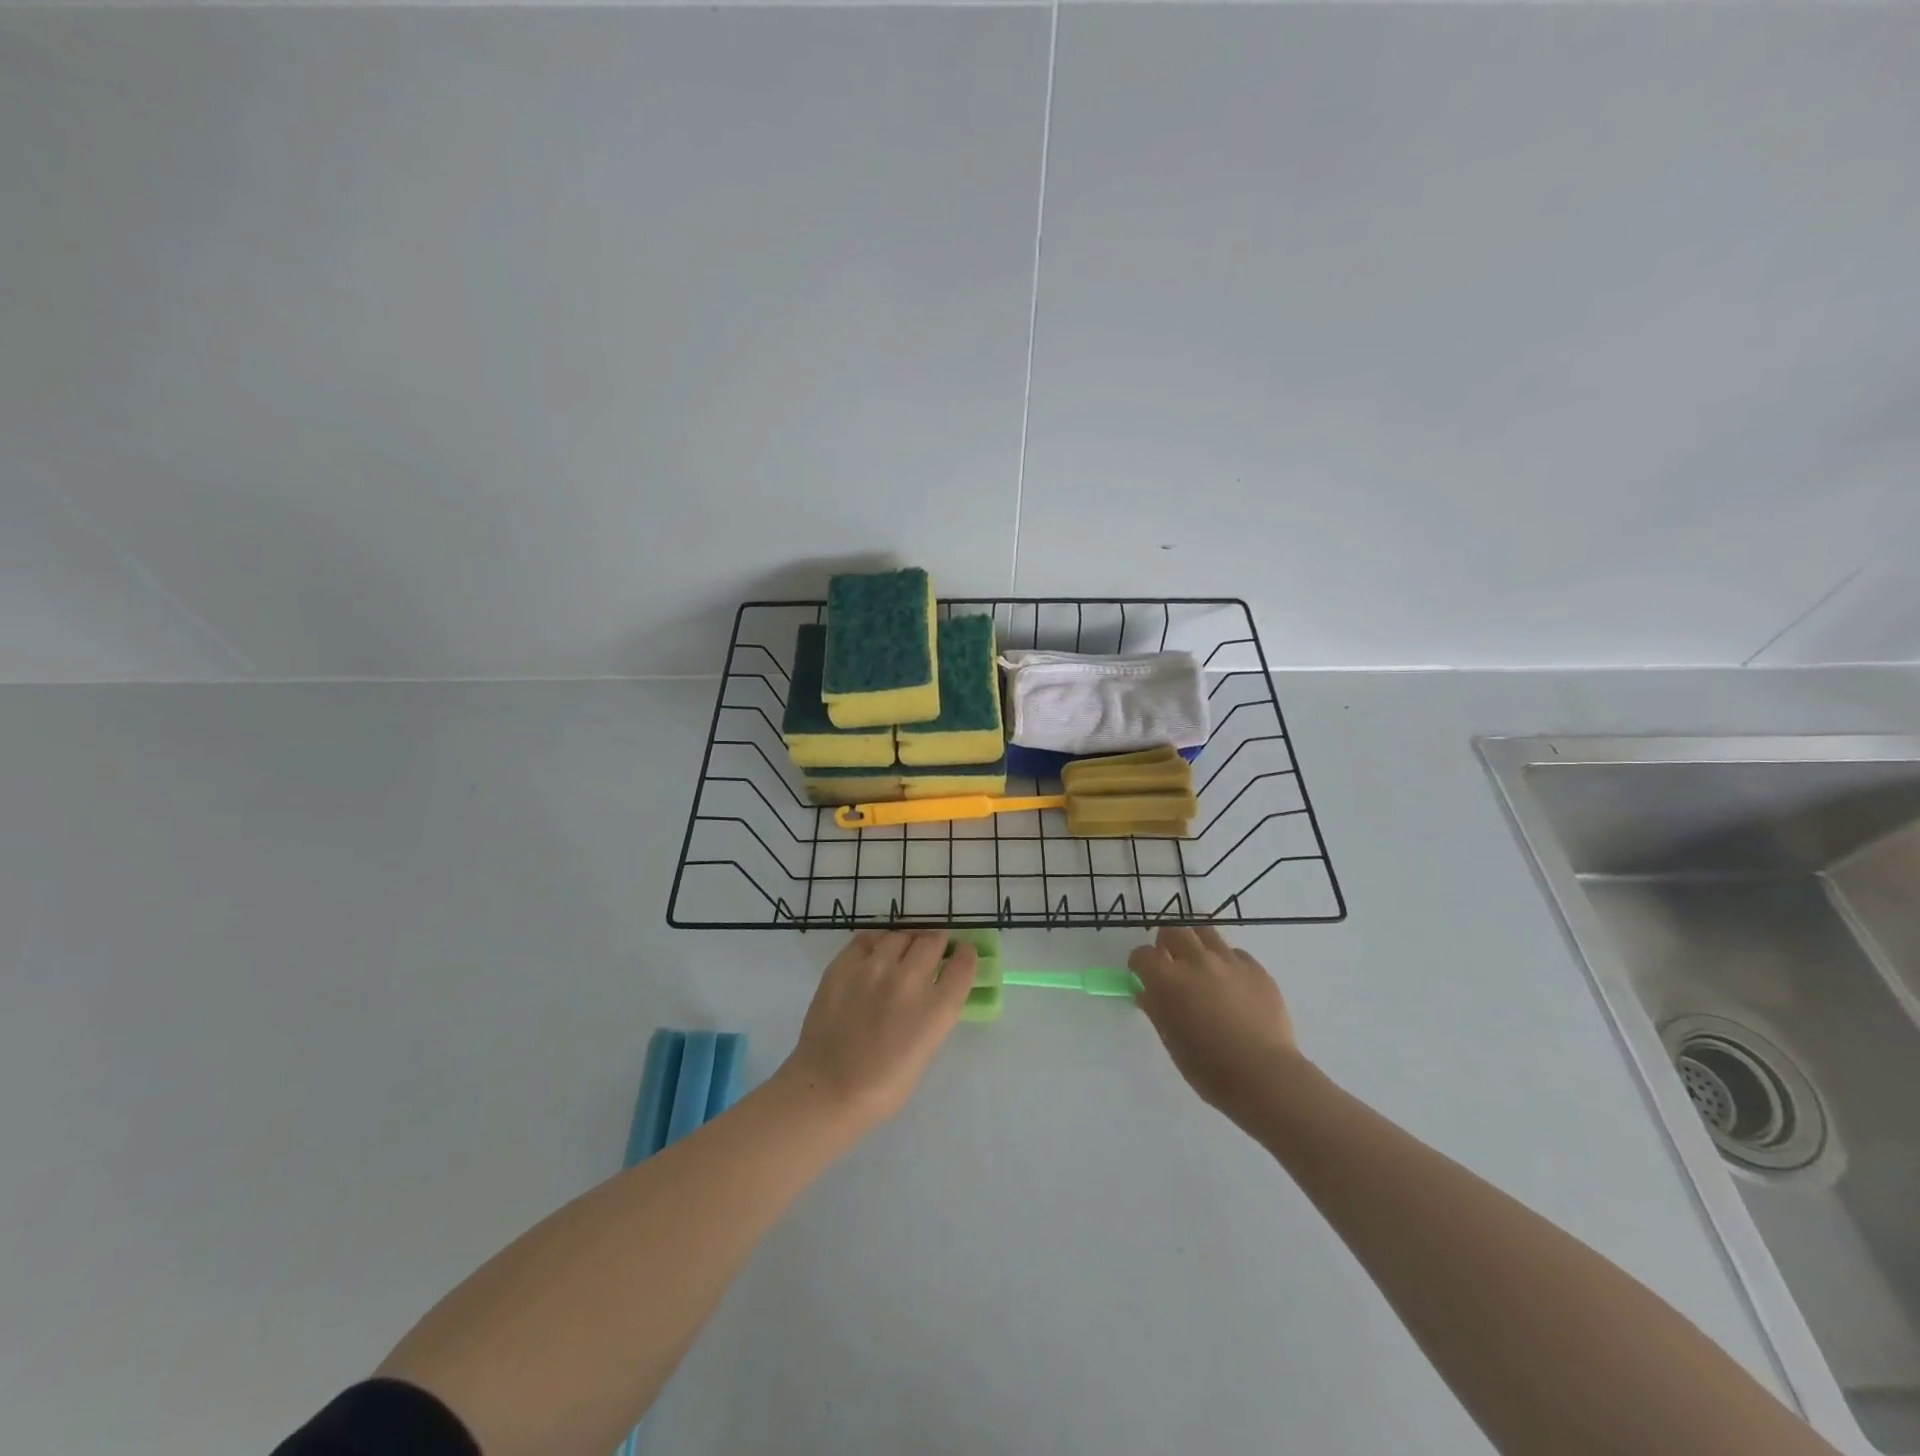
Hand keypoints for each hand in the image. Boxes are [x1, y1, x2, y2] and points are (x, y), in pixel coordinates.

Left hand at [777, 930, 975, 1132]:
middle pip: (933, 941)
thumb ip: (934, 1013)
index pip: (963, 964)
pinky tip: (875, 953)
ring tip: (902, 952)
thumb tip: (934, 988)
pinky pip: (868, 938)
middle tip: (931, 952)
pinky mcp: (844, 964)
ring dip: (907, 942)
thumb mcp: (926, 1049)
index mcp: (936, 1009)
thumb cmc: (883, 1086)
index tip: (961, 955)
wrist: (827, 1089)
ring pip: (901, 935)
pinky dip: (878, 942)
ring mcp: (874, 968)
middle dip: (936, 944)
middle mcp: (909, 980)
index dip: (965, 955)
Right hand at [1129, 927, 1301, 1117]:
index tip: (1142, 976)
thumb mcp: (1171, 1040)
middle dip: (1165, 944)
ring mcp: (1229, 961)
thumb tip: (1146, 992)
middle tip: (1170, 963)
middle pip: (1172, 931)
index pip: (1142, 955)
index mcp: (1168, 980)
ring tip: (1199, 963)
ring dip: (1195, 943)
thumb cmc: (1209, 1067)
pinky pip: (1234, 953)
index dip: (1139, 964)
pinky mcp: (1256, 968)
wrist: (1264, 1076)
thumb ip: (1155, 1009)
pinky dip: (1226, 961)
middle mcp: (1196, 961)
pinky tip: (1231, 983)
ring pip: (1204, 932)